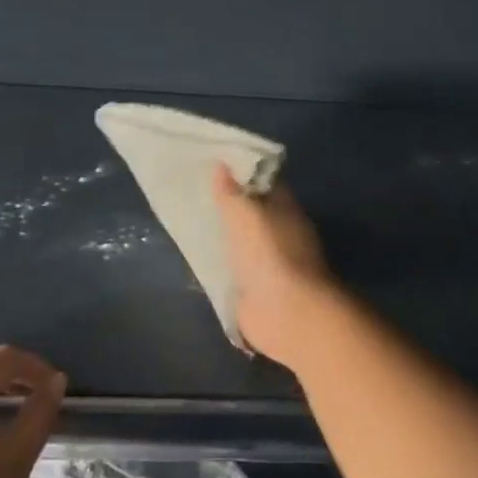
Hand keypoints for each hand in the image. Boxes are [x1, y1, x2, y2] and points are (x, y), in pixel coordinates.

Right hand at [211, 165, 339, 367]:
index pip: (265, 183)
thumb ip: (230, 192)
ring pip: (242, 243)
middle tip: (194, 194)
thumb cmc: (269, 253)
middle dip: (229, 207)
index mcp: (286, 209)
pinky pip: (234, 272)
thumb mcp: (245, 214)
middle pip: (253, 214)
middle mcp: (282, 234)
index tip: (213, 165)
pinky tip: (198, 261)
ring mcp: (270, 264)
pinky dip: (220, 267)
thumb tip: (221, 164)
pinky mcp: (256, 291)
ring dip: (224, 238)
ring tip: (191, 224)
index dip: (242, 173)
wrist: (285, 313)